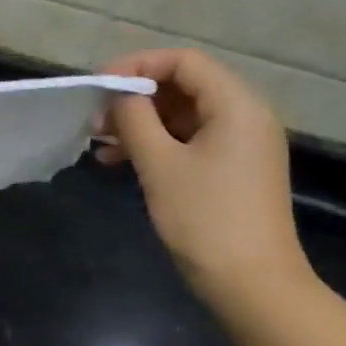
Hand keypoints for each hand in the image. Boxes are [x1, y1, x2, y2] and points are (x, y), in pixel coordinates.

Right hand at [96, 49, 311, 316]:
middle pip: (184, 86)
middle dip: (135, 98)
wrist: (251, 283)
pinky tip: (119, 162)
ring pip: (182, 117)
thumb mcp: (160, 165)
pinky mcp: (231, 171)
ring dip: (140, 124)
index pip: (184, 62)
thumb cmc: (205, 219)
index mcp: (236, 105)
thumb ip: (135, 120)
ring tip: (99, 143)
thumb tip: (118, 96)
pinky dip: (155, 146)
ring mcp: (240, 145)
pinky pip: (189, 143)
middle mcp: (244, 117)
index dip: (137, 65)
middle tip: (94, 120)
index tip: (98, 86)